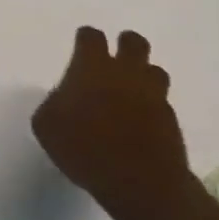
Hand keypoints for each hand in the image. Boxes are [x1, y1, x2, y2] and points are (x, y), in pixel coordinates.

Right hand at [31, 27, 192, 219]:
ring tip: (130, 91)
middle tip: (114, 62)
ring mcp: (153, 95)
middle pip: (133, 42)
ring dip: (143, 76)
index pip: (91, 37)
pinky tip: (140, 122)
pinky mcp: (172, 120)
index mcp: (92, 67)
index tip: (81, 47)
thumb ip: (54, 104)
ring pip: (154, 70)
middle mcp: (126, 73)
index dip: (85, 39)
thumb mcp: (47, 126)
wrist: (140, 182)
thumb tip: (64, 99)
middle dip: (125, 46)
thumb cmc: (84, 148)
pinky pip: (162, 103)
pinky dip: (152, 107)